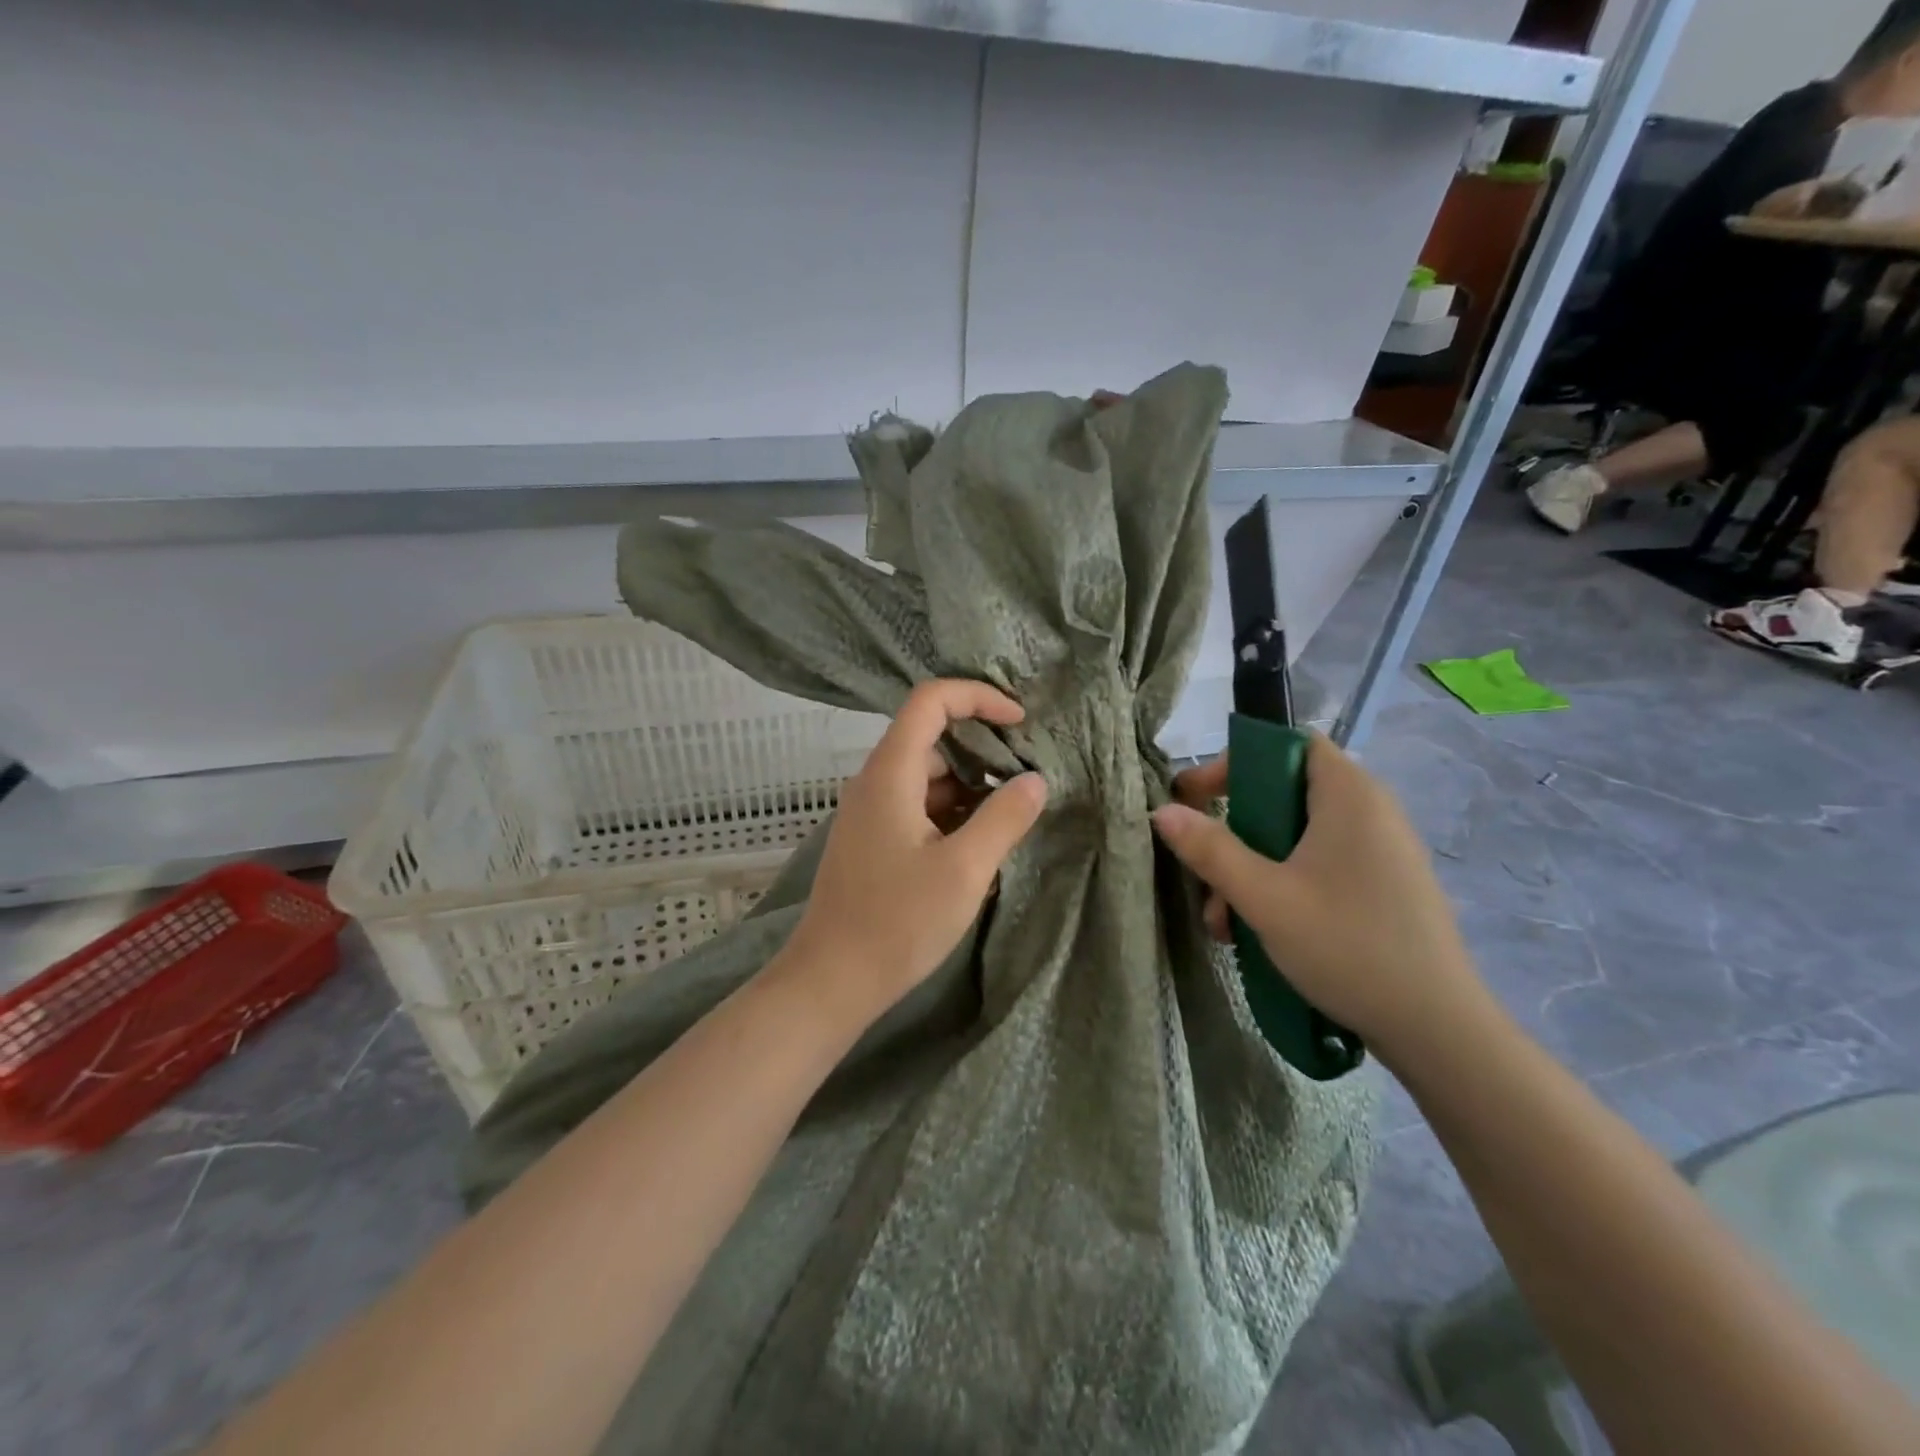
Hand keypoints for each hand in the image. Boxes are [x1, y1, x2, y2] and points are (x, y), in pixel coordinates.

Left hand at [779, 680, 1047, 1023]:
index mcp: (891, 773)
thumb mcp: (964, 870)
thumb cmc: (897, 922)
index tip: (1020, 722)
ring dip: (971, 786)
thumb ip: (1004, 818)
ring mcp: (870, 812)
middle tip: (1027, 775)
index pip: (931, 701)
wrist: (831, 981)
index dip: (978, 698)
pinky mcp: (872, 840)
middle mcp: (875, 782)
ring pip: (927, 777)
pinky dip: (952, 812)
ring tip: (1013, 813)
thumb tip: (1035, 781)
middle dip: (983, 747)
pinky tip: (980, 843)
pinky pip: (917, 806)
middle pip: (931, 737)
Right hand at [1150, 735, 1488, 1065]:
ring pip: (1297, 838)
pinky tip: (1259, 930)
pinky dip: (1282, 884)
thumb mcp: (1264, 897)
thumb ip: (1210, 850)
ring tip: (1224, 921)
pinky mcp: (1384, 886)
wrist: (1438, 1029)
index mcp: (1349, 796)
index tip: (1197, 798)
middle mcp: (1370, 811)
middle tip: (1204, 870)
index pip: (1287, 745)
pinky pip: (1320, 864)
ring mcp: (1381, 851)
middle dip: (1234, 833)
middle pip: (1285, 794)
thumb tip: (1162, 811)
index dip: (1236, 762)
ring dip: (1252, 868)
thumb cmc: (1347, 945)